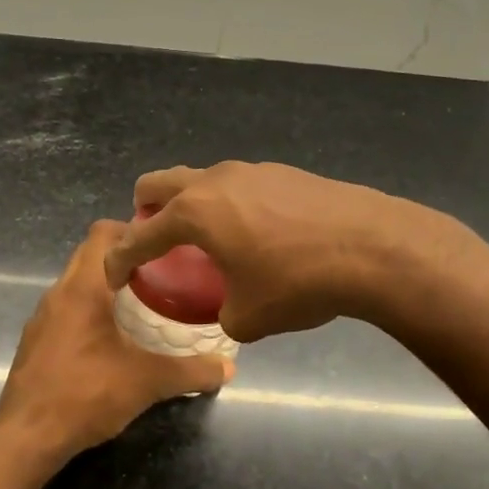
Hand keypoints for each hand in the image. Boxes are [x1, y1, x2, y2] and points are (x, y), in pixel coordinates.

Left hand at [0, 221, 233, 463]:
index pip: (103, 233)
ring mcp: (42, 318)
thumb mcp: (147, 382)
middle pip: (90, 255)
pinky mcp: (36, 341)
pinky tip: (114, 338)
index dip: (133, 228)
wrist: (26, 436)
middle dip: (125, 257)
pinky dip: (91, 310)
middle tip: (163, 272)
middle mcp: (58, 293)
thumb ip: (191, 372)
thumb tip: (228, 368)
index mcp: (82, 288)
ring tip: (144, 302)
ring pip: (77, 283)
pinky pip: (67, 309)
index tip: (164, 243)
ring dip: (107, 285)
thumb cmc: (86, 395)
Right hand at [103, 161, 433, 342]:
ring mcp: (252, 171)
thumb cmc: (298, 283)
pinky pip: (239, 185)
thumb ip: (224, 313)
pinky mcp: (284, 172)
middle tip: (155, 242)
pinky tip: (259, 235)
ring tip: (211, 240)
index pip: (139, 236)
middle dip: (145, 211)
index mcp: (194, 214)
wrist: (374, 247)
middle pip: (158, 183)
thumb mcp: (249, 318)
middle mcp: (214, 182)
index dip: (119, 259)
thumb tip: (231, 309)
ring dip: (192, 206)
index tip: (113, 277)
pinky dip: (231, 206)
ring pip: (202, 180)